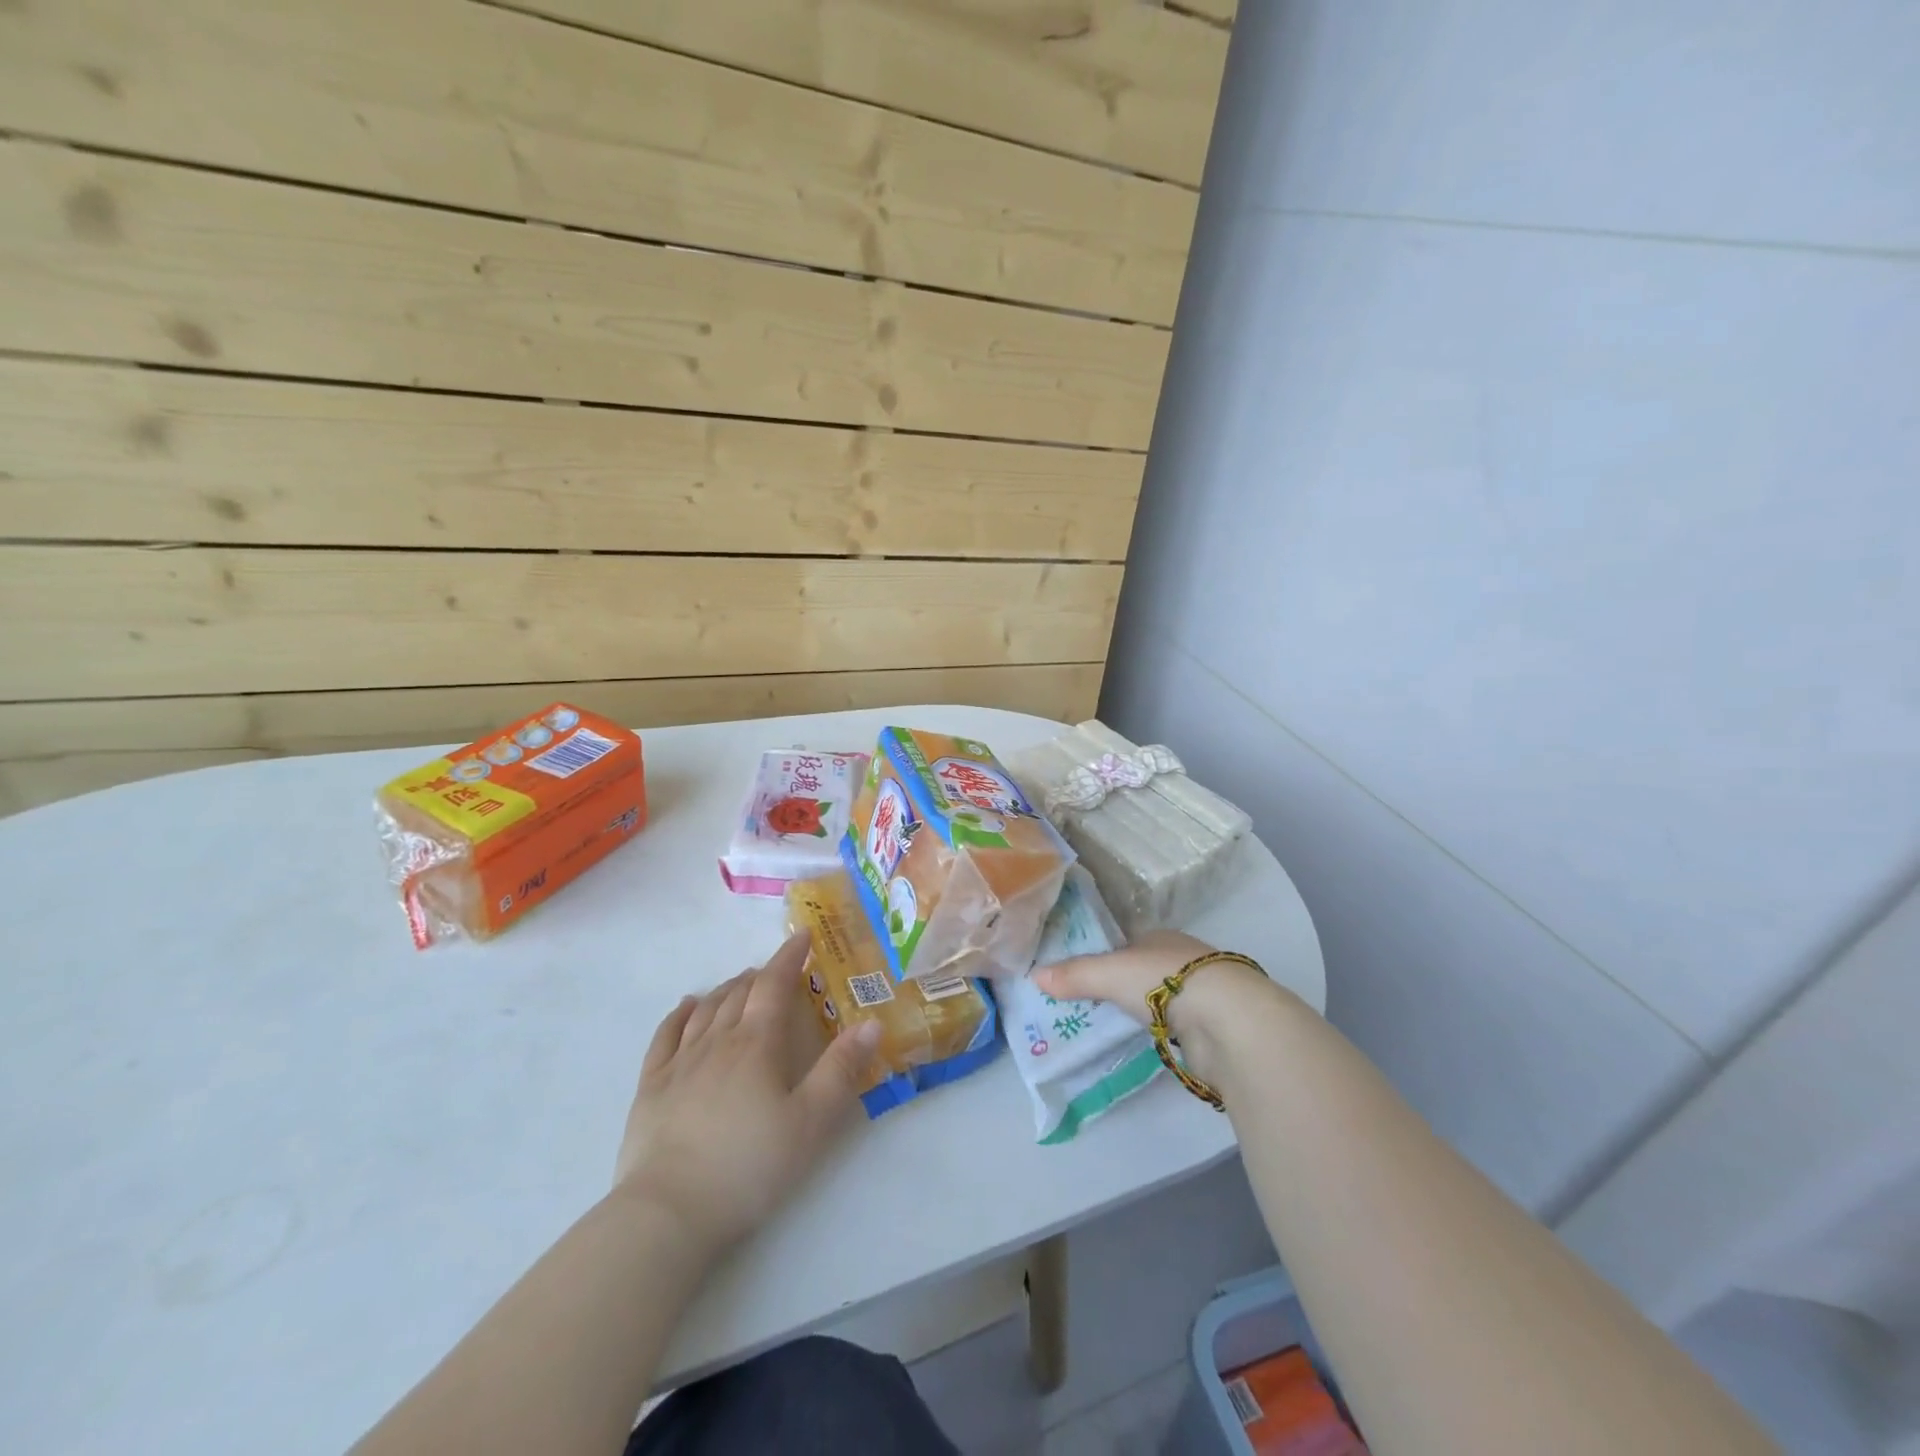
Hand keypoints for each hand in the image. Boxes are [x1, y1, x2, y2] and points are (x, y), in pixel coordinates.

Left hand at [613, 932, 880, 1254]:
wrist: (668, 1213)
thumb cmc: (749, 1166)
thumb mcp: (811, 1123)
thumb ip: (842, 1070)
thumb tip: (871, 1022)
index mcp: (757, 1044)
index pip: (774, 985)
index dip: (789, 957)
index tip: (803, 936)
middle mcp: (717, 1042)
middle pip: (739, 994)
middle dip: (761, 975)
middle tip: (777, 970)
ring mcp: (679, 1063)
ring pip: (706, 1010)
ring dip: (726, 989)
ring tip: (740, 983)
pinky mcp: (650, 1087)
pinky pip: (665, 1035)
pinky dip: (680, 1014)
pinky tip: (687, 1006)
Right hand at [1035, 930, 1278, 1085]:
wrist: (1228, 1019)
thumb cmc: (1165, 981)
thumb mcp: (1109, 973)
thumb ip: (1075, 975)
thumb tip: (1034, 976)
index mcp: (1160, 936)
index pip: (1126, 943)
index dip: (1104, 957)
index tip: (1080, 976)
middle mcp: (1182, 958)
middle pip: (1143, 970)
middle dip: (1122, 986)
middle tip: (1088, 1005)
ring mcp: (1200, 991)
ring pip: (1162, 999)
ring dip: (1143, 1010)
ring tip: (1111, 1026)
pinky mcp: (1212, 1025)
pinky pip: (1175, 1026)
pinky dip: (1161, 1032)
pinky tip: (1147, 1041)